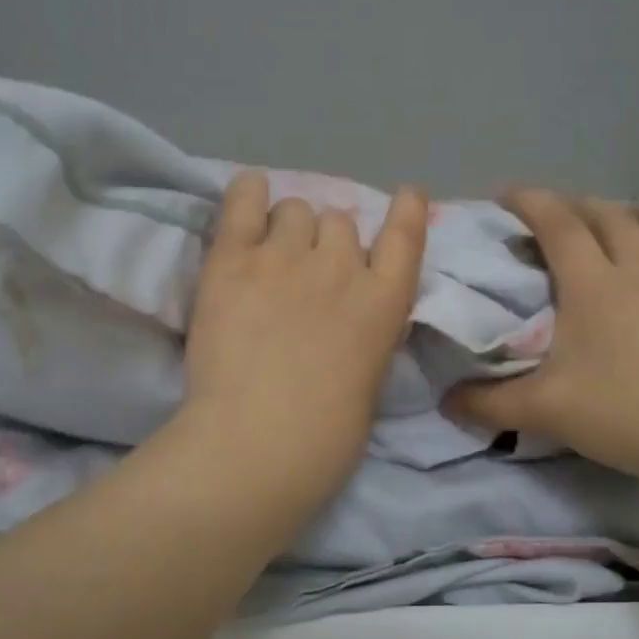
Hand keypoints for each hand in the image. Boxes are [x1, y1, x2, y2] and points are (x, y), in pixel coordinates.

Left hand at [179, 171, 428, 508]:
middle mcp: (341, 267)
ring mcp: (285, 258)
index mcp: (384, 303)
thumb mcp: (369, 382)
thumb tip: (345, 320)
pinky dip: (249, 194)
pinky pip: (244, 203)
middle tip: (305, 274)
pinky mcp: (233, 260)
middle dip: (326, 242)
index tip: (405, 196)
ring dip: (288, 229)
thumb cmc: (324, 439)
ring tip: (269, 256)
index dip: (404, 211)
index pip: (405, 237)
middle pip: (339, 222)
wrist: (258, 444)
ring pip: (295, 210)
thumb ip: (363, 335)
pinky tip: (250, 194)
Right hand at [447, 191, 638, 489]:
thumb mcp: (540, 410)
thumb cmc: (620, 415)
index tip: (505, 195)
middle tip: (560, 213)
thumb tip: (445, 402)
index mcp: (595, 287)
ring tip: (635, 217)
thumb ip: (486, 404)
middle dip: (582, 206)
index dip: (531, 202)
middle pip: (614, 220)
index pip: (559, 226)